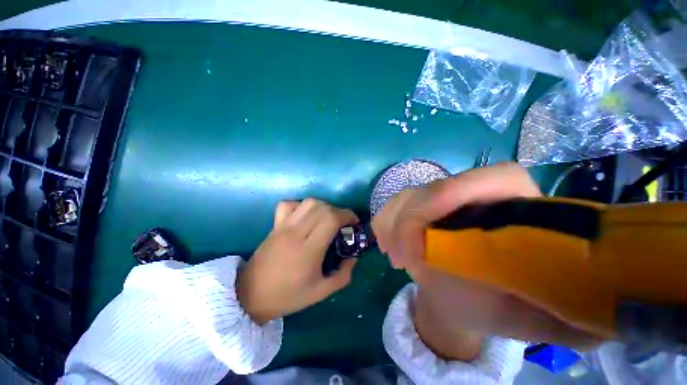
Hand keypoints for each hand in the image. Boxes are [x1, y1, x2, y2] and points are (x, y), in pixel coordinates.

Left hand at [237, 199, 358, 323]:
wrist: (250, 295)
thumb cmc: (287, 296)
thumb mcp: (321, 292)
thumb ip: (343, 275)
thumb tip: (353, 257)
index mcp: (308, 250)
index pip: (331, 219)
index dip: (347, 215)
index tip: (354, 222)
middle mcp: (296, 233)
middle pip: (322, 207)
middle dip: (338, 211)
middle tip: (343, 223)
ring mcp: (283, 227)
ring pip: (308, 202)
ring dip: (323, 206)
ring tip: (327, 218)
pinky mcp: (275, 225)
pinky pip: (288, 205)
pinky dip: (301, 205)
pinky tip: (306, 216)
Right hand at [373, 163, 600, 358]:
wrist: (467, 301)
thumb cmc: (505, 308)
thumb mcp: (539, 318)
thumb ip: (571, 311)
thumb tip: (595, 302)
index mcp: (520, 207)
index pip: (490, 178)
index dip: (450, 199)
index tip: (425, 243)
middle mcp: (478, 193)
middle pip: (435, 188)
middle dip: (409, 222)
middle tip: (402, 261)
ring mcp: (444, 197)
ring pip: (409, 194)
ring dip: (393, 224)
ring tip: (395, 257)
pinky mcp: (421, 205)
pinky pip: (395, 204)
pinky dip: (385, 222)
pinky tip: (387, 244)